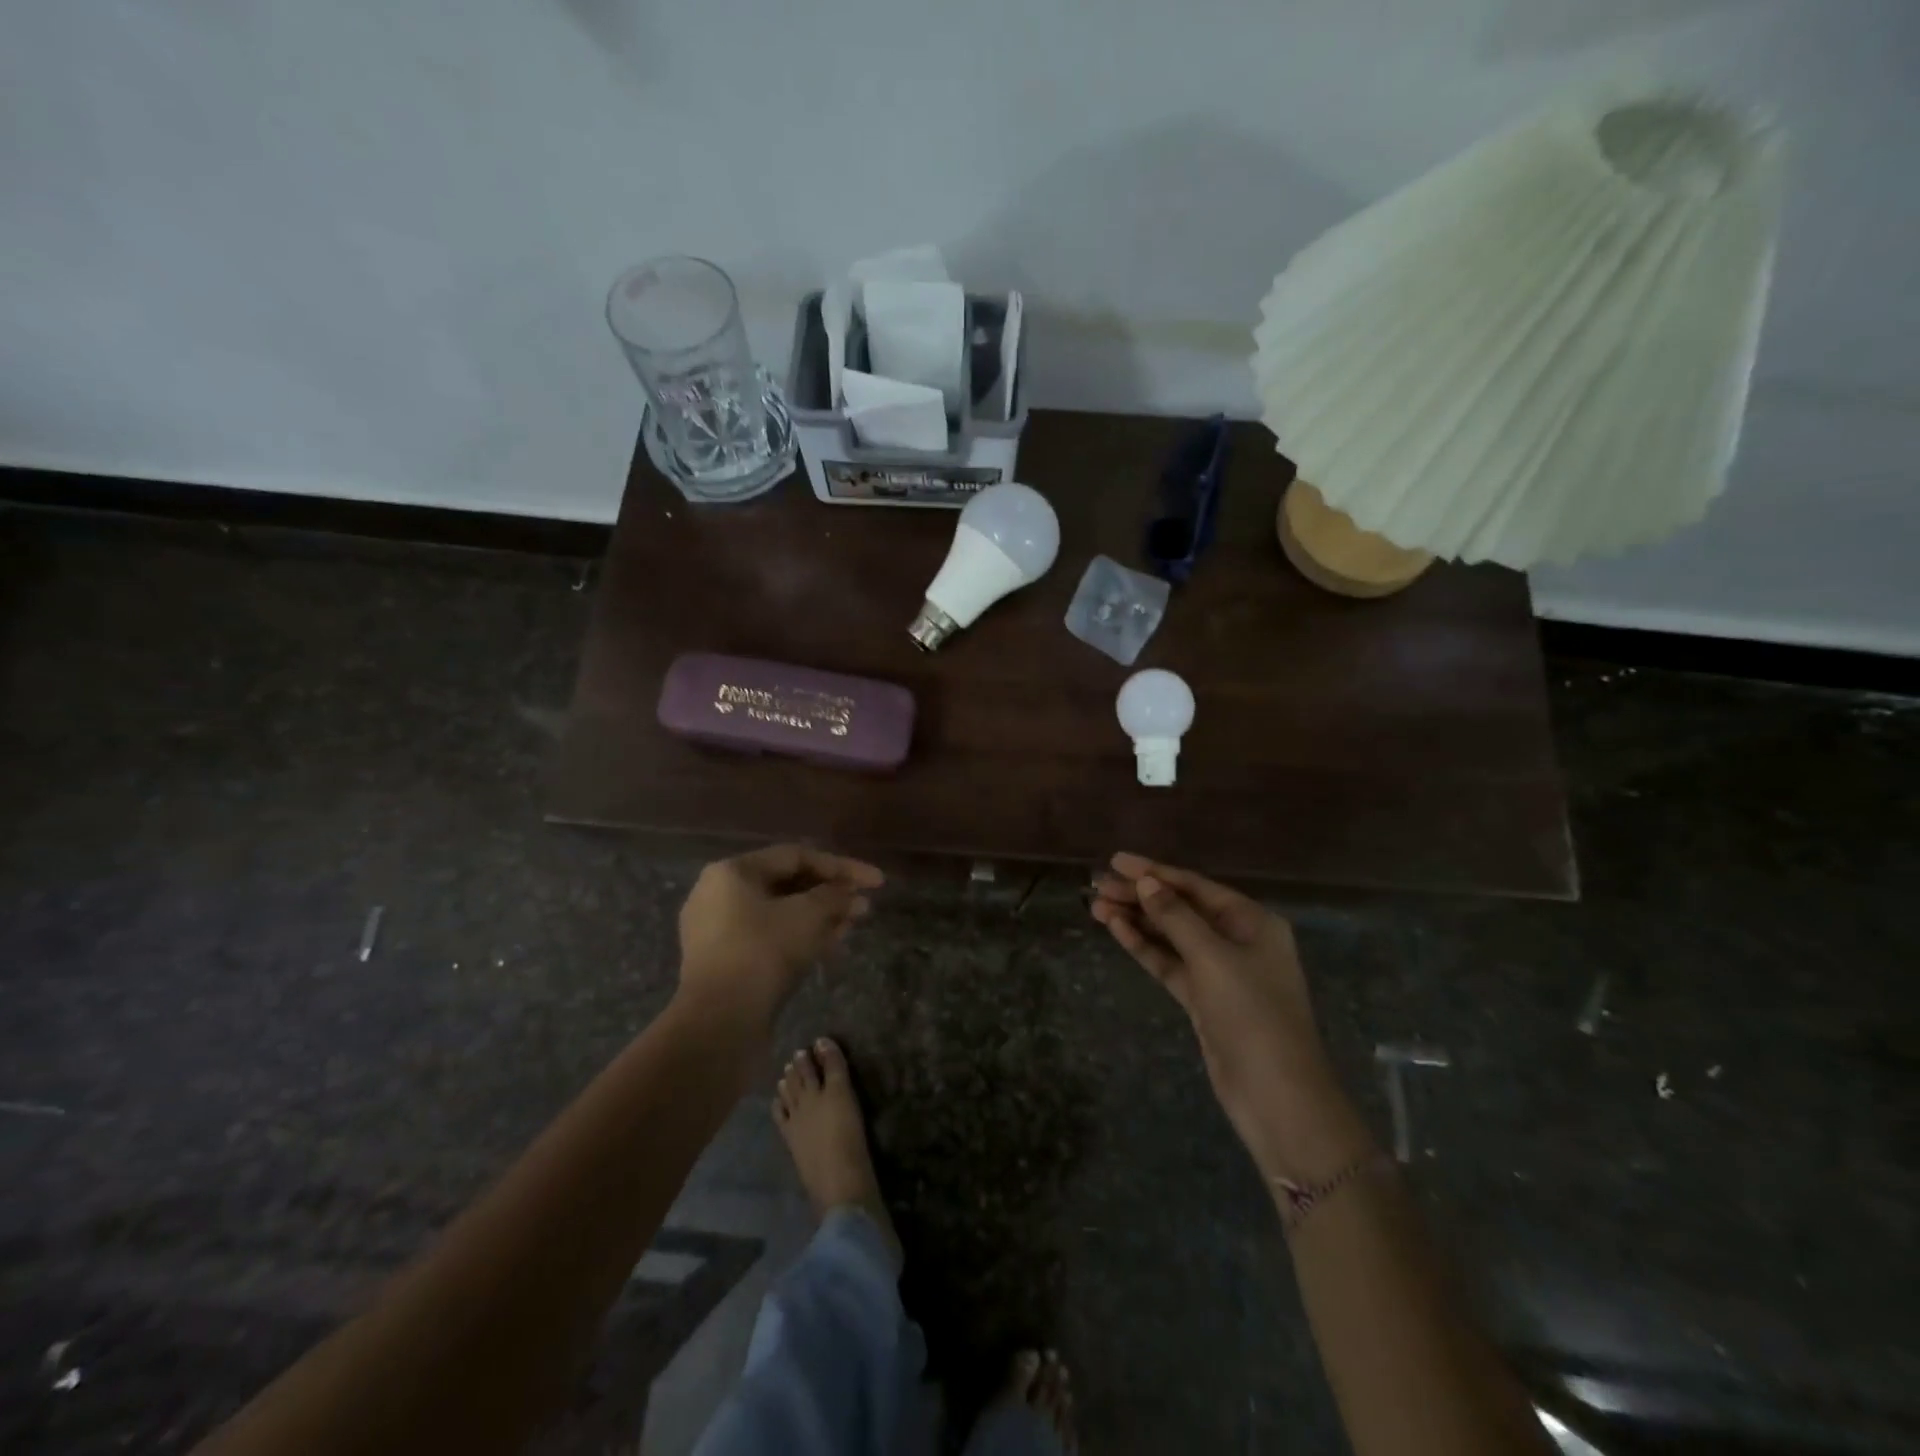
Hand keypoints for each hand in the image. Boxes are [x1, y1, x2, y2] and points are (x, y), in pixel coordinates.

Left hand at [677, 844, 883, 1026]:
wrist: (718, 1023)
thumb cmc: (763, 952)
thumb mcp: (808, 915)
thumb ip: (834, 896)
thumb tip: (852, 894)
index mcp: (732, 871)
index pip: (797, 856)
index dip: (842, 867)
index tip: (876, 882)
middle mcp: (719, 894)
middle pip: (787, 884)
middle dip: (830, 893)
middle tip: (865, 905)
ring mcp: (718, 931)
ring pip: (780, 913)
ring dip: (820, 916)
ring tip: (853, 924)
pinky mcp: (725, 962)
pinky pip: (769, 937)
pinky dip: (800, 936)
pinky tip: (830, 945)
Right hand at [1092, 854, 1369, 1181]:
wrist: (1276, 1096)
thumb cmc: (1253, 1014)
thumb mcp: (1214, 958)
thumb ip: (1176, 918)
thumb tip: (1146, 883)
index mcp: (1252, 922)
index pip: (1195, 886)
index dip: (1155, 872)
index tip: (1117, 861)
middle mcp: (1237, 940)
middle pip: (1181, 908)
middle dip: (1140, 895)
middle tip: (1098, 884)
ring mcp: (1219, 971)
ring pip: (1171, 936)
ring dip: (1136, 920)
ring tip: (1096, 906)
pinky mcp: (1203, 999)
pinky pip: (1169, 963)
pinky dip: (1144, 947)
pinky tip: (1117, 931)